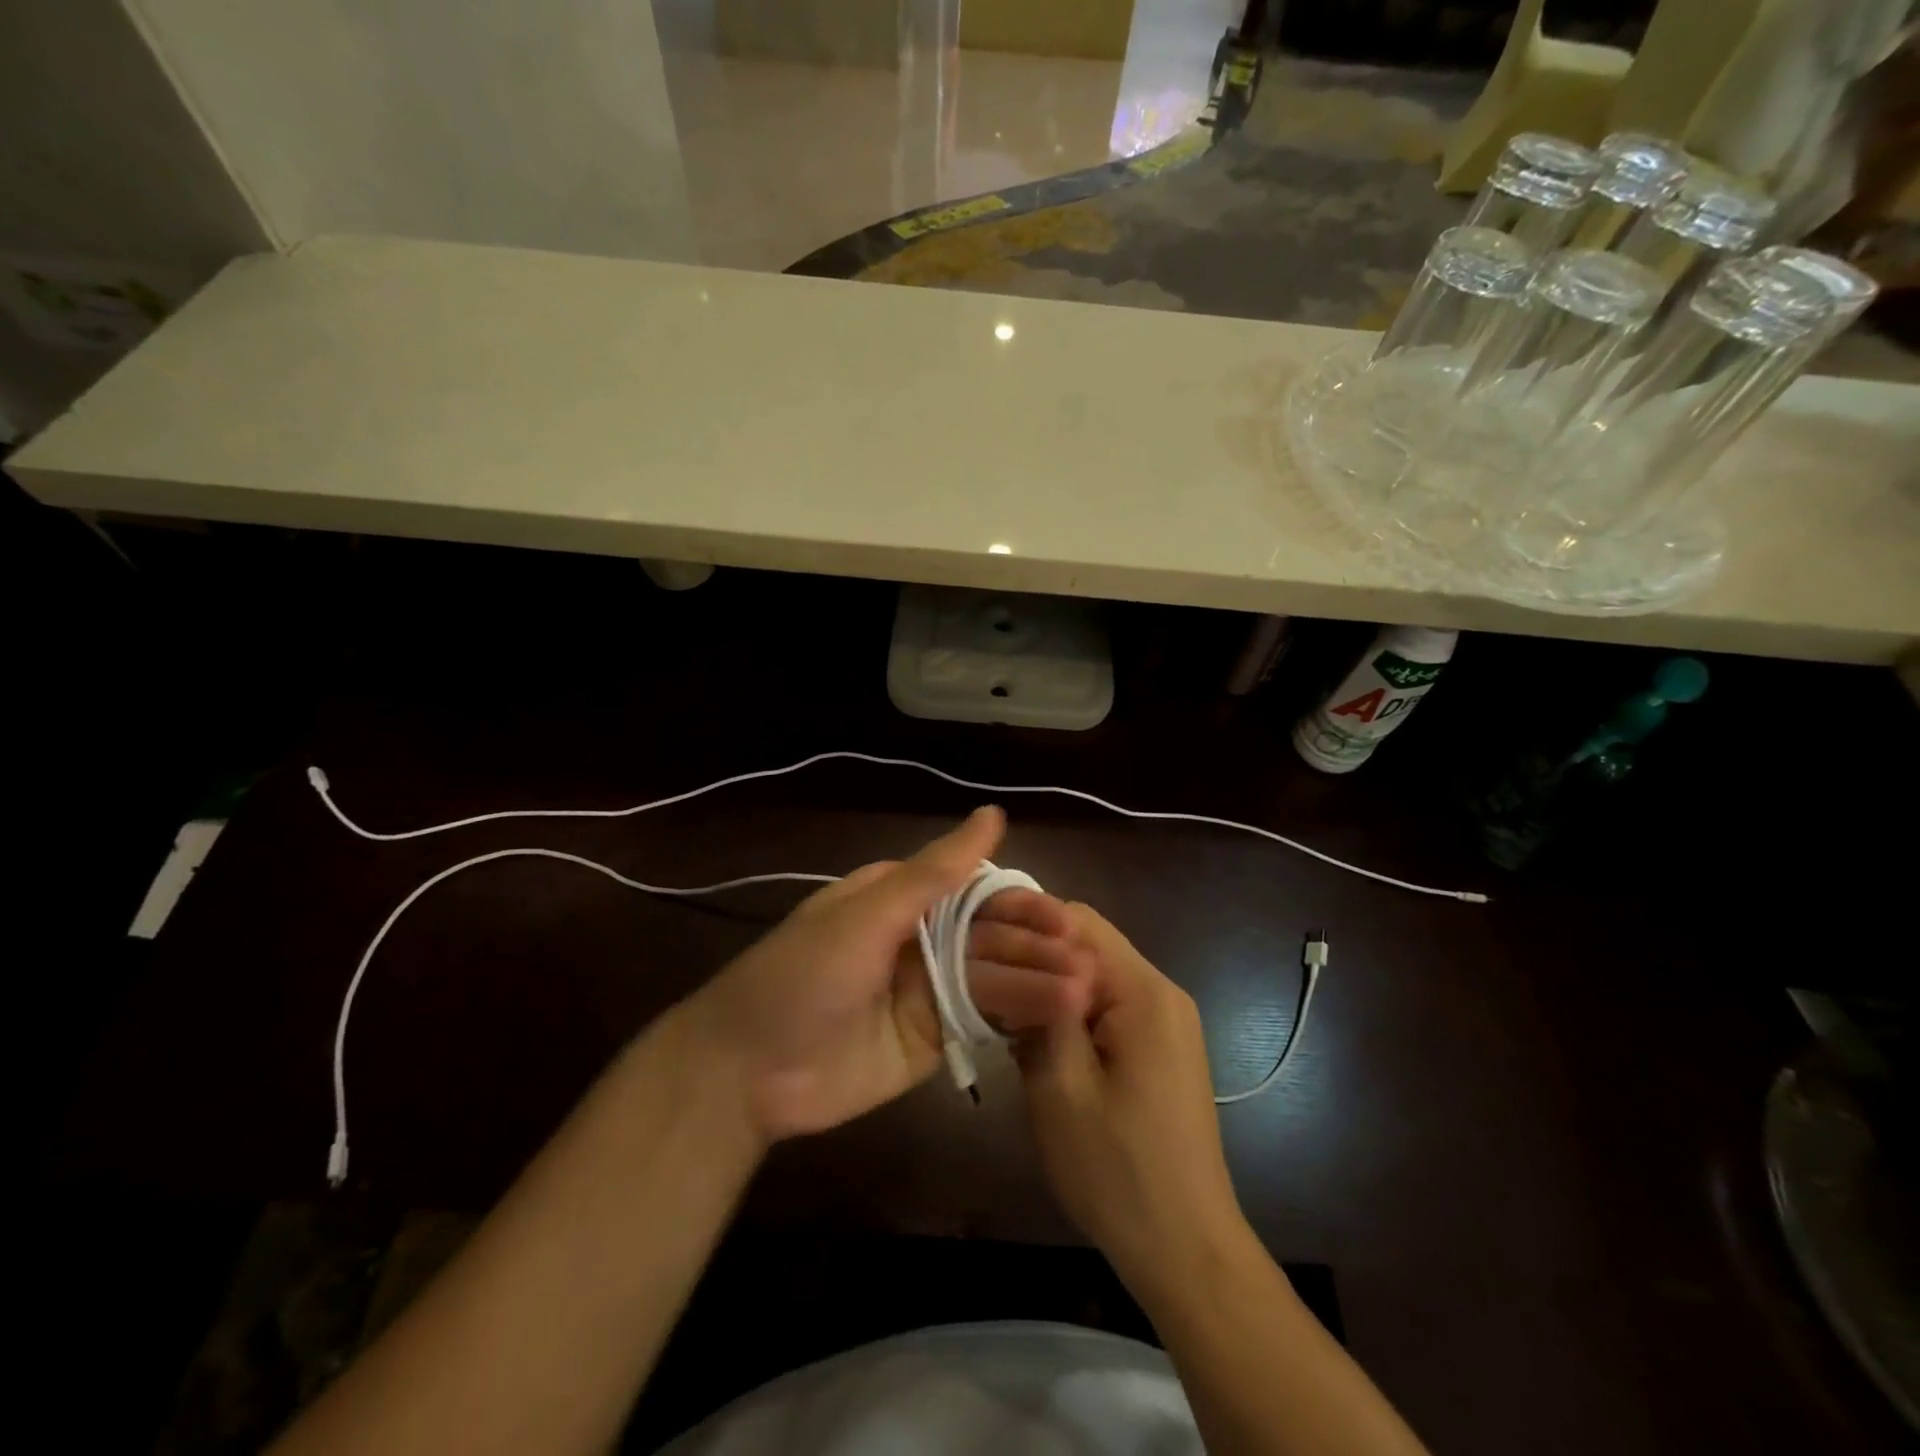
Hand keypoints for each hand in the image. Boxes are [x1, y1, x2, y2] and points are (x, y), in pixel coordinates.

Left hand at [688, 807, 1092, 1143]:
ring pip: (993, 979)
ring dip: (1036, 984)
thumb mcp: (867, 915)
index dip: (1018, 903)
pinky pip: (983, 1021)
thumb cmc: (803, 975)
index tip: (1061, 918)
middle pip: (990, 937)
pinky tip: (1056, 1019)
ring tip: (1081, 994)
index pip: (974, 890)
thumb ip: (934, 872)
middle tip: (1084, 964)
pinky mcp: (933, 1038)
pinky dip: (1018, 1019)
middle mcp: (920, 938)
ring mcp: (928, 990)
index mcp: (901, 898)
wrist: (747, 1072)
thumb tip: (993, 814)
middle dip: (1034, 948)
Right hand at [1015, 903, 1247, 1296]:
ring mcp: (1167, 1020)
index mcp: (1144, 991)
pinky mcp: (1162, 1046)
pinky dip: (1072, 1009)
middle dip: (1036, 955)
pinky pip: (1109, 1004)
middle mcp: (1162, 992)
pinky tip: (1039, 1036)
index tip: (979, 944)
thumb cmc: (1118, 1170)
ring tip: (1004, 1007)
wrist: (1186, 1247)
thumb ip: (1039, 1010)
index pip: (1078, 921)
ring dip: (1051, 984)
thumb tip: (1017, 960)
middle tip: (985, 978)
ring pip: (1095, 975)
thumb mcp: (1061, 1087)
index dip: (1025, 924)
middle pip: (1089, 944)